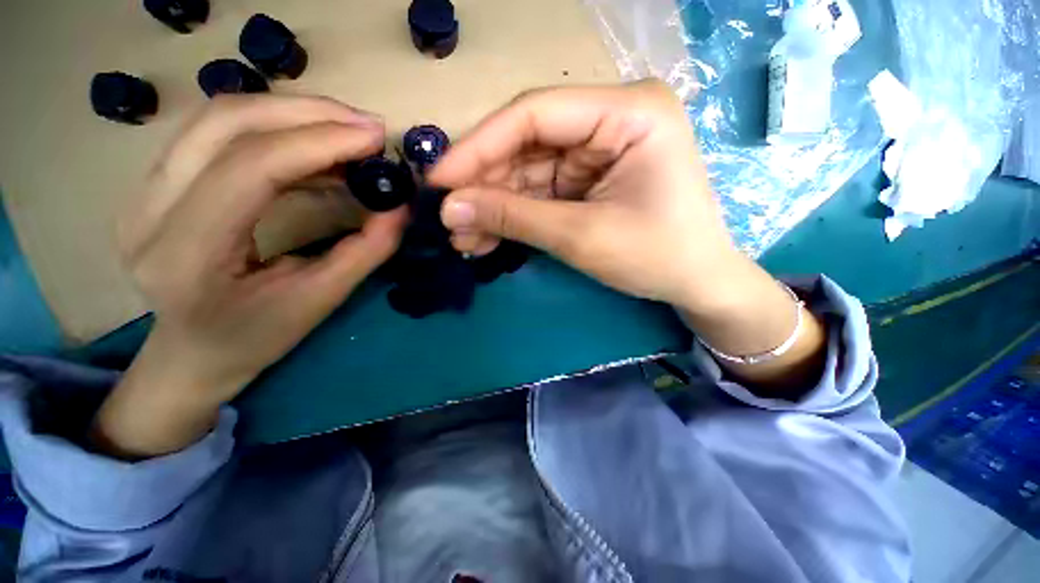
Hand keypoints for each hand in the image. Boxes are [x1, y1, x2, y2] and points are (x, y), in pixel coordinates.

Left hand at [93, 95, 407, 457]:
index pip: (250, 167)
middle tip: (368, 126)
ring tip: (348, 133)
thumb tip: (402, 204)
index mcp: (184, 253)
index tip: (376, 137)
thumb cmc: (256, 337)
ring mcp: (142, 189)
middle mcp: (146, 210)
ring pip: (218, 116)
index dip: (320, 142)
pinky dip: (276, 128)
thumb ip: (366, 249)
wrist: (193, 353)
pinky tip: (317, 148)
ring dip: (293, 113)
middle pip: (225, 123)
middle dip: (309, 113)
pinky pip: (217, 131)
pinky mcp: (156, 181)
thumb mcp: (322, 299)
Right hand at [431, 81, 825, 392]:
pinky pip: (538, 193)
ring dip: (493, 206)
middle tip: (447, 218)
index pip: (534, 115)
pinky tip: (485, 237)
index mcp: (627, 112)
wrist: (696, 283)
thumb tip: (451, 207)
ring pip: (527, 173)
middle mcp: (610, 120)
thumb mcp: (581, 236)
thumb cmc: (656, 256)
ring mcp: (597, 152)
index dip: (479, 147)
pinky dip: (511, 216)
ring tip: (462, 237)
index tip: (439, 180)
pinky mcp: (587, 181)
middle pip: (526, 145)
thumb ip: (515, 217)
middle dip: (484, 186)